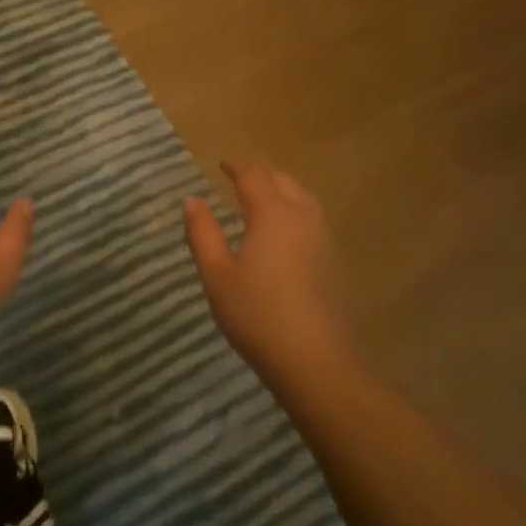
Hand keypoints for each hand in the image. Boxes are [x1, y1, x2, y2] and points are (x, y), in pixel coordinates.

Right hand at [183, 162, 349, 379]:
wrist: (314, 361)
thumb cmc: (256, 314)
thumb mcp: (216, 274)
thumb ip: (202, 233)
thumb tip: (192, 200)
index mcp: (273, 215)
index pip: (254, 175)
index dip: (236, 166)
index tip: (222, 164)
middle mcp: (303, 218)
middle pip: (284, 180)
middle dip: (261, 174)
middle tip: (239, 179)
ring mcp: (324, 239)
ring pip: (303, 199)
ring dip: (281, 191)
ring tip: (261, 201)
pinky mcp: (333, 261)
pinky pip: (313, 220)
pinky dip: (294, 212)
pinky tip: (283, 234)